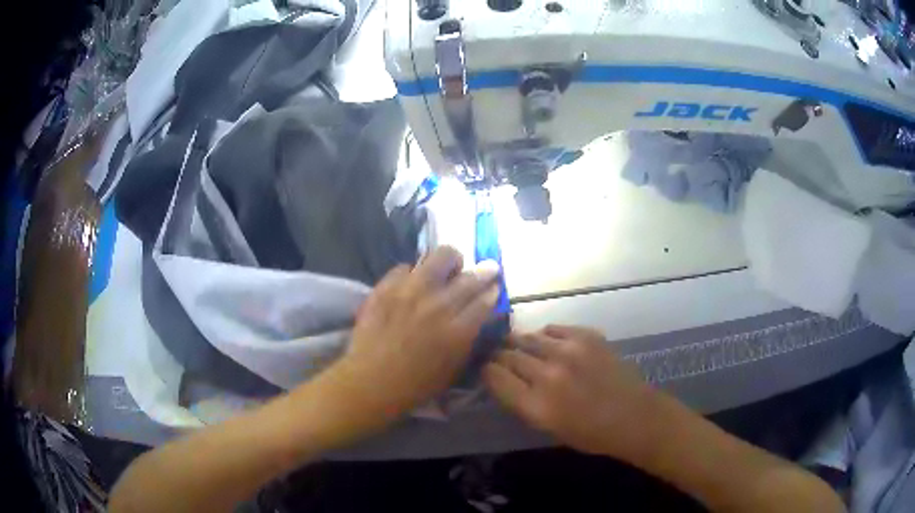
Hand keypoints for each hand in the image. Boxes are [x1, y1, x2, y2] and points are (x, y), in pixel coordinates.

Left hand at [329, 246, 500, 429]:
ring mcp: (410, 291)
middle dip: (484, 272)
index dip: (493, 290)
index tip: (494, 288)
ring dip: (451, 262)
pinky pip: (406, 267)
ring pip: (441, 256)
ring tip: (448, 270)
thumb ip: (469, 340)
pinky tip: (412, 284)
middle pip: (470, 276)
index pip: (485, 299)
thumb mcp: (453, 369)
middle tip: (486, 271)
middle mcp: (438, 305)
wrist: (370, 382)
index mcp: (458, 330)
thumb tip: (480, 316)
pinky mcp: (386, 286)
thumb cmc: (415, 385)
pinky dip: (413, 273)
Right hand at [484, 325, 659, 460]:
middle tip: (499, 357)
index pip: (494, 376)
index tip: (487, 370)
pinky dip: (544, 335)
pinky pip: (552, 328)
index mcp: (536, 405)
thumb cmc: (589, 433)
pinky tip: (546, 342)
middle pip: (508, 354)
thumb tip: (502, 377)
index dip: (486, 371)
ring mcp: (569, 351)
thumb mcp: (547, 427)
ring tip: (519, 346)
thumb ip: (521, 401)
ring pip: (527, 337)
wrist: (634, 416)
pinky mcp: (586, 336)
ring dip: (518, 342)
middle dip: (499, 355)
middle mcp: (548, 375)